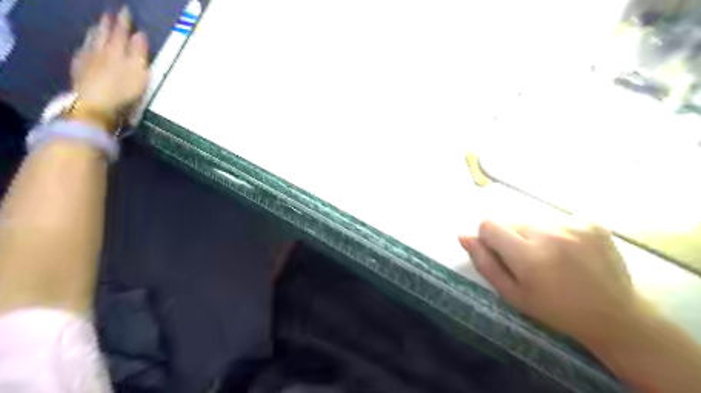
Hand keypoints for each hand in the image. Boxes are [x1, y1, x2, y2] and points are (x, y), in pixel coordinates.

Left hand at [71, 7, 148, 114]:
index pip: (122, 32)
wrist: (95, 104)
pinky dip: (86, 46)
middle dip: (108, 24)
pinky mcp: (80, 71)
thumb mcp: (139, 72)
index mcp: (118, 50)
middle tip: (110, 14)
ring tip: (98, 26)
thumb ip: (139, 52)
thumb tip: (140, 34)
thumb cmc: (123, 90)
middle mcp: (101, 51)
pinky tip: (85, 46)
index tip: (126, 10)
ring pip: (92, 41)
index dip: (124, 22)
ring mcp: (88, 60)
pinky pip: (83, 52)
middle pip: (105, 34)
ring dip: (96, 33)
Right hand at [461, 221, 650, 346]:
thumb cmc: (555, 310)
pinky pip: (556, 220)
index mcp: (529, 256)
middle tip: (528, 261)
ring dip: (533, 235)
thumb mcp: (512, 294)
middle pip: (510, 221)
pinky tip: (570, 253)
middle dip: (511, 238)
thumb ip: (485, 263)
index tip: (501, 255)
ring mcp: (574, 226)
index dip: (488, 239)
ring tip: (551, 258)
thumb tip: (463, 236)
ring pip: (533, 220)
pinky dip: (556, 233)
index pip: (489, 224)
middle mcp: (550, 234)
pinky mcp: (592, 223)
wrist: (615, 316)